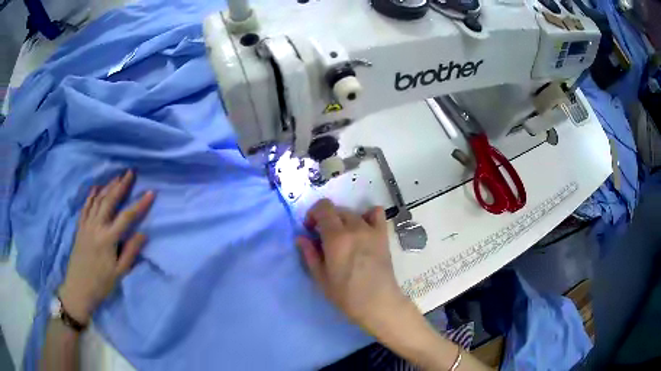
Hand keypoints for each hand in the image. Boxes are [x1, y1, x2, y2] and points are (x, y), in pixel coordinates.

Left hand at [59, 170, 154, 323]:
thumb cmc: (101, 284)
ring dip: (107, 186)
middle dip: (121, 185)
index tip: (151, 192)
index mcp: (108, 239)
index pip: (127, 217)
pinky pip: (85, 207)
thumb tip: (144, 234)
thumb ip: (131, 252)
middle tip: (130, 172)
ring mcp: (86, 225)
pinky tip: (96, 187)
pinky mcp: (80, 228)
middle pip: (109, 201)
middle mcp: (96, 227)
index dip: (140, 204)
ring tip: (116, 176)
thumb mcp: (120, 273)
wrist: (78, 289)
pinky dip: (91, 195)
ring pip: (97, 200)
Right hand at [296, 199, 408, 332]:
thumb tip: (301, 237)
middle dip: (326, 219)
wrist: (378, 303)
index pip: (323, 207)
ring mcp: (371, 230)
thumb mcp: (321, 278)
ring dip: (343, 220)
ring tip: (344, 237)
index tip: (311, 230)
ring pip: (353, 212)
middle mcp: (354, 227)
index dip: (313, 214)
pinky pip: (377, 213)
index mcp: (336, 237)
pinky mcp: (383, 235)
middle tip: (324, 238)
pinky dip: (368, 215)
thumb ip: (310, 254)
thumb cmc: (346, 295)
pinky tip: (363, 229)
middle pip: (336, 210)